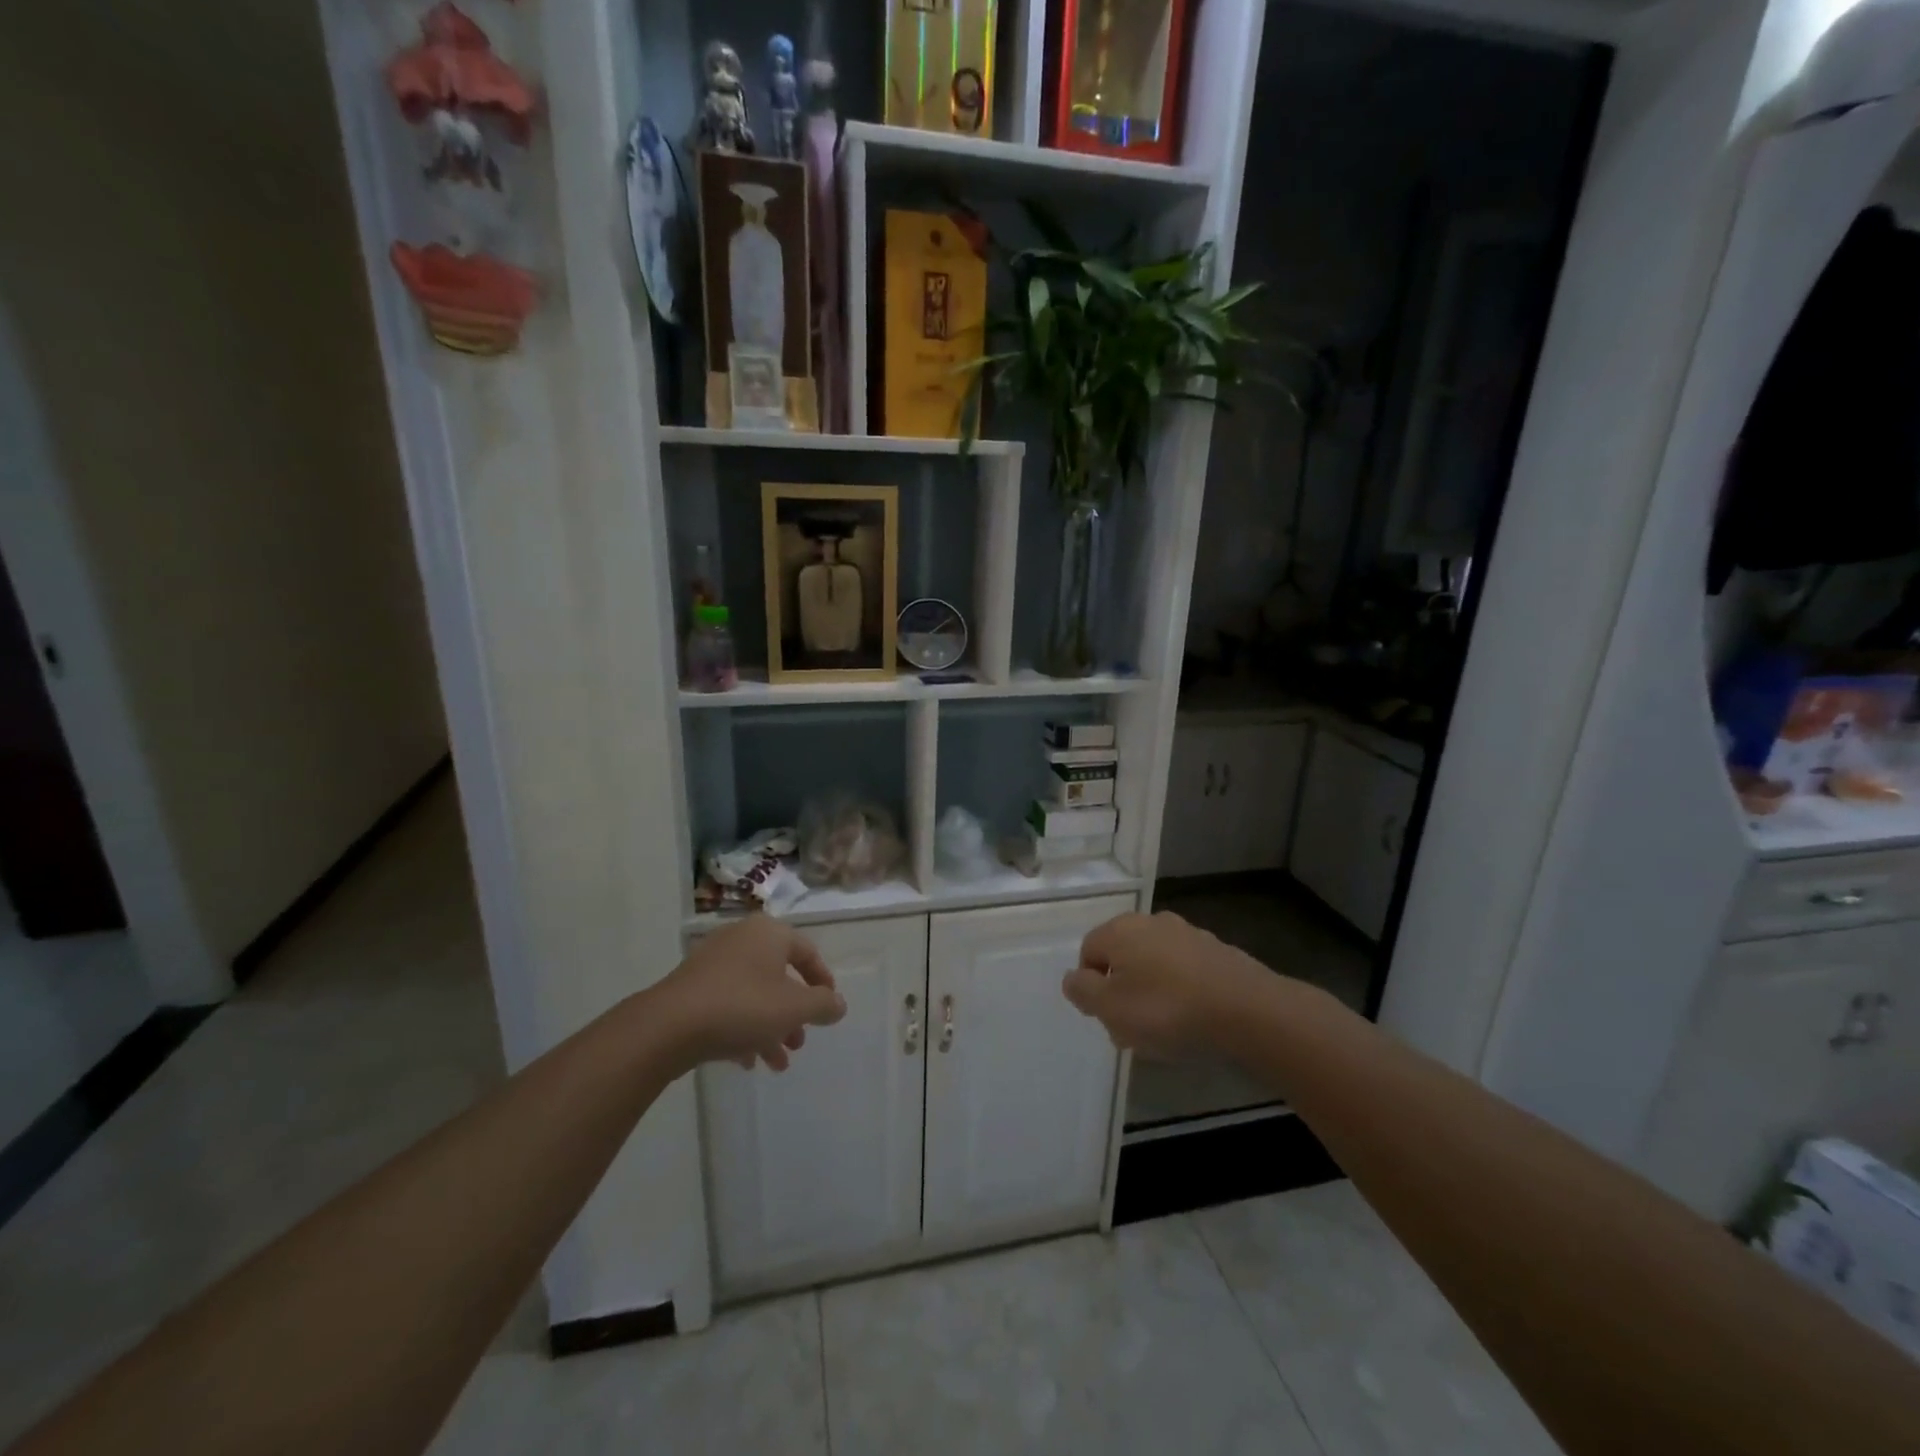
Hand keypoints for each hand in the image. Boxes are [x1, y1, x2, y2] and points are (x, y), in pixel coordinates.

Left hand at [656, 916, 846, 1071]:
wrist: (669, 1026)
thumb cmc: (742, 1006)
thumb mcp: (795, 1008)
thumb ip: (823, 1005)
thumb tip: (838, 1004)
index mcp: (769, 933)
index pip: (808, 952)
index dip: (823, 982)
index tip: (829, 1010)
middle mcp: (742, 939)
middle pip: (779, 976)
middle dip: (793, 1014)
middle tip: (799, 1042)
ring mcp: (713, 962)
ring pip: (754, 994)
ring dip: (770, 1027)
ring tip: (777, 1063)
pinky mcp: (691, 987)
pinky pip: (728, 1004)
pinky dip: (742, 1028)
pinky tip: (746, 1062)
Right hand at [1062, 910, 1274, 1059]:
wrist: (1248, 1010)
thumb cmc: (1167, 1010)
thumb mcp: (1110, 1008)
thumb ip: (1082, 990)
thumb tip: (1073, 978)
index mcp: (1120, 929)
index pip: (1088, 951)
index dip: (1091, 986)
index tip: (1106, 1017)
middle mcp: (1151, 921)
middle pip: (1122, 957)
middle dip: (1122, 991)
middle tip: (1132, 1029)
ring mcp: (1188, 934)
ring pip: (1154, 964)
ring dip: (1152, 993)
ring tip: (1165, 1031)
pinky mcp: (1217, 951)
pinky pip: (1185, 972)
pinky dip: (1182, 991)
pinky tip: (1193, 1020)